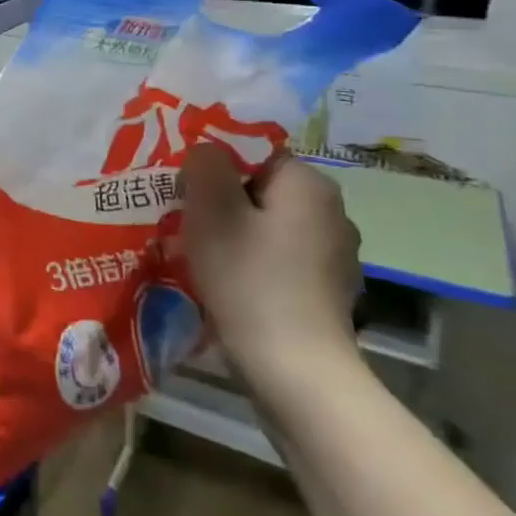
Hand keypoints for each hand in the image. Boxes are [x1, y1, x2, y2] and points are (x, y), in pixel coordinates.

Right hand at [180, 143, 363, 400]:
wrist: (294, 364)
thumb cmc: (247, 276)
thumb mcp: (211, 210)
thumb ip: (205, 166)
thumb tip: (206, 150)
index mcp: (308, 184)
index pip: (253, 151)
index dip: (212, 162)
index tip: (181, 185)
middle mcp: (331, 210)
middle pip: (260, 186)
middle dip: (219, 197)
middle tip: (181, 216)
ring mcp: (334, 251)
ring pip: (268, 221)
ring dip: (233, 228)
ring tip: (197, 248)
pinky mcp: (326, 286)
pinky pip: (278, 254)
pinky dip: (251, 257)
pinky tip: (228, 277)